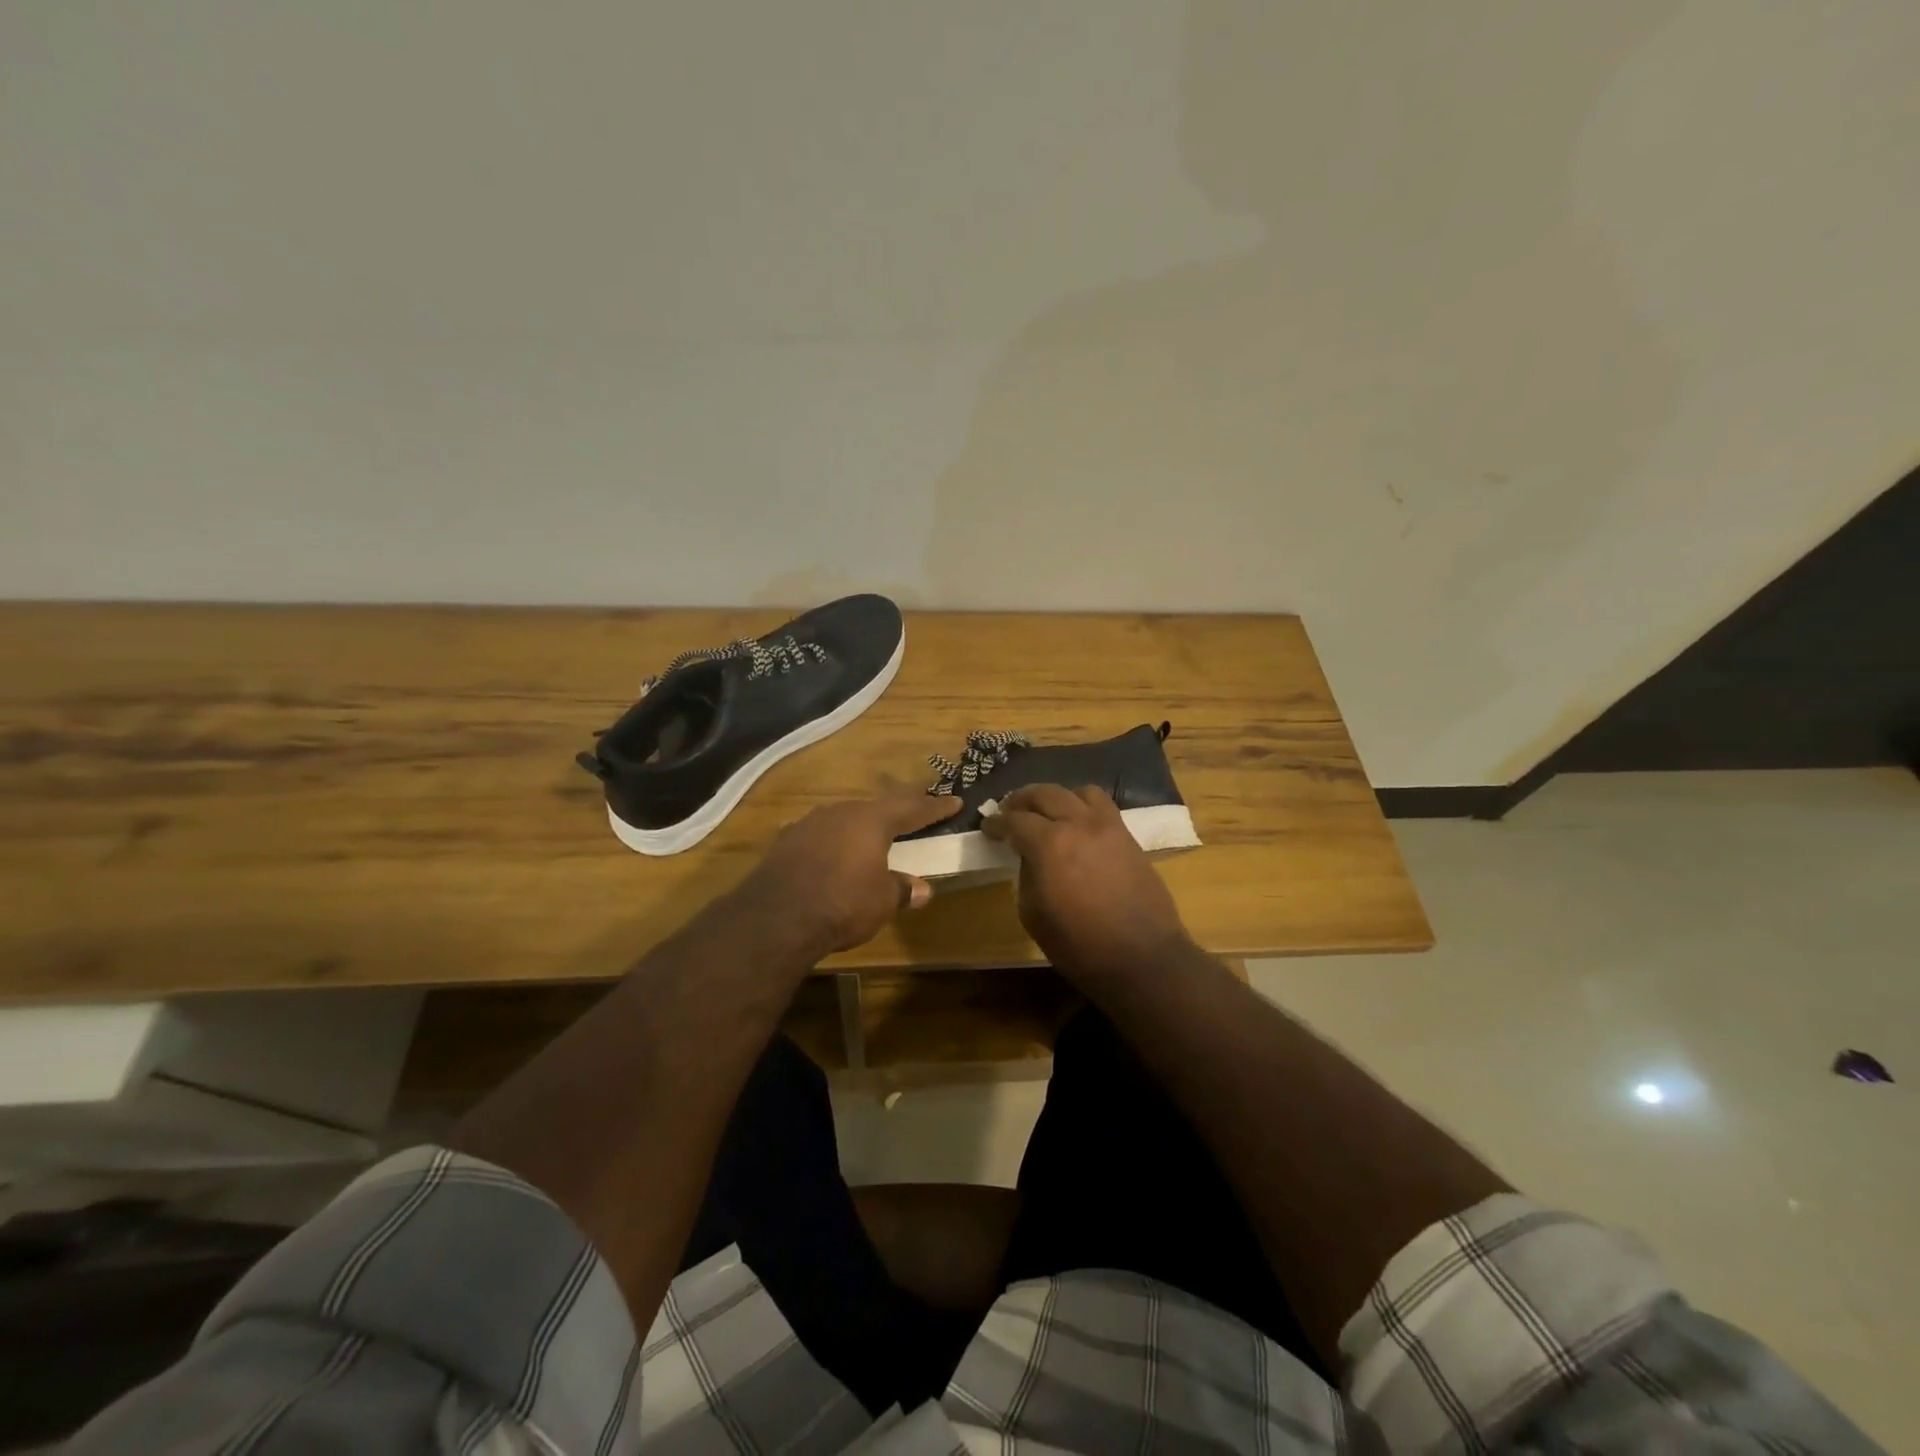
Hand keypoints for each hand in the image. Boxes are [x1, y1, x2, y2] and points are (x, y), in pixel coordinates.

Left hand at [737, 788, 961, 956]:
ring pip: (844, 819)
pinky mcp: (786, 843)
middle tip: (915, 811)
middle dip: (897, 811)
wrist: (777, 916)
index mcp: (871, 820)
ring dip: (861, 826)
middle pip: (876, 807)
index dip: (935, 808)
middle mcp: (841, 813)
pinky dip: (834, 842)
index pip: (911, 809)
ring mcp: (809, 824)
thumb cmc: (843, 902)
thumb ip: (901, 889)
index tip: (954, 801)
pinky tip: (833, 852)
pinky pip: (820, 836)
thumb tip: (921, 889)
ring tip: (872, 834)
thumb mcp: (882, 900)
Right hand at [982, 784, 1193, 979]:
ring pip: (1078, 792)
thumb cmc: (1079, 945)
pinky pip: (1103, 806)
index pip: (1014, 820)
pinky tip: (1077, 825)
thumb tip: (1030, 857)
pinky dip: (1083, 806)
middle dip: (1021, 799)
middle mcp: (1078, 824)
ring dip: (1057, 797)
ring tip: (1048, 813)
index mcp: (1048, 844)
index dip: (996, 822)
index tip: (987, 826)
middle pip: (1045, 793)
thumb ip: (1027, 875)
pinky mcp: (1128, 837)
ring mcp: (1108, 827)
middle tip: (1009, 811)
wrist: (1142, 958)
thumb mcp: (1033, 914)